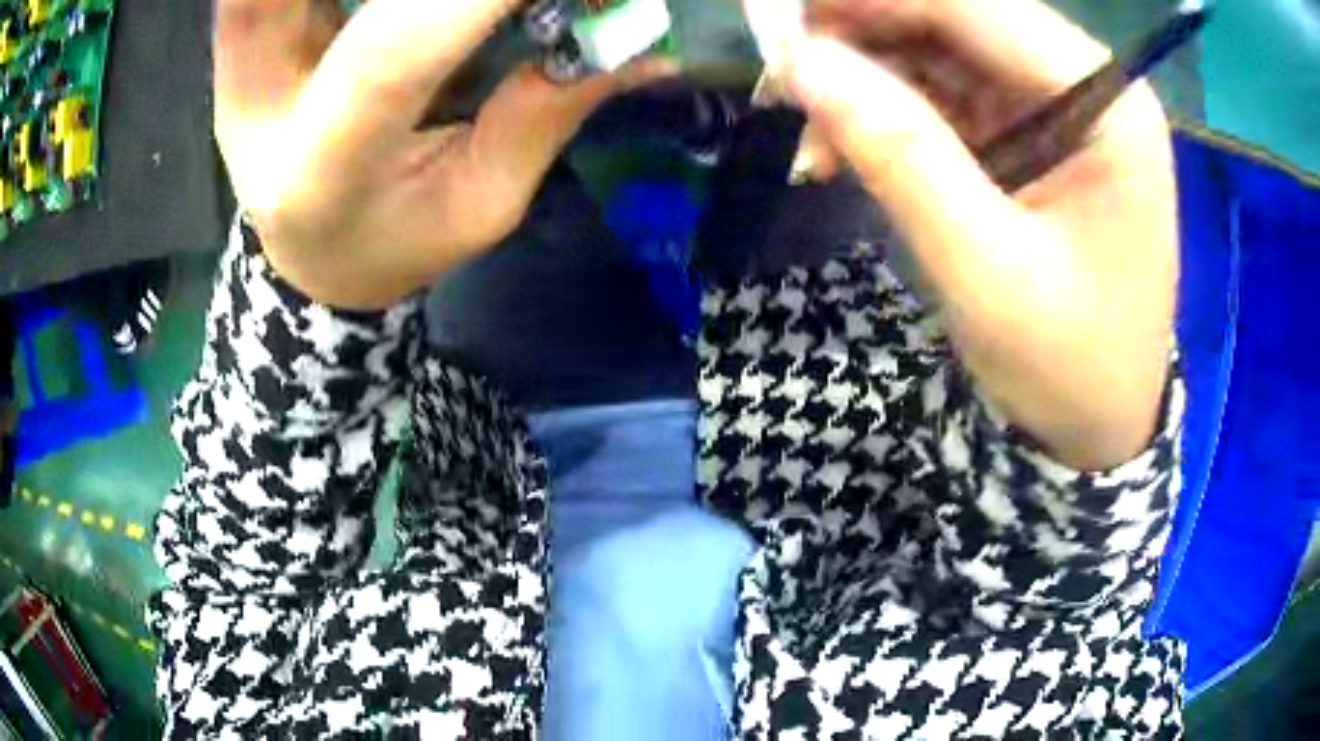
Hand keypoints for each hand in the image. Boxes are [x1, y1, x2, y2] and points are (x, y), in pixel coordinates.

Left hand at [215, 0, 673, 308]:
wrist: (302, 251)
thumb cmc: (391, 242)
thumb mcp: (480, 205)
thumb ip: (544, 113)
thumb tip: (642, 41)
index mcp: (318, 174)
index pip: (392, 56)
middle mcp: (256, 106)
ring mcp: (238, 62)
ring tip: (453, 8)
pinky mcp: (242, 35)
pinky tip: (399, 3)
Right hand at [785, 0, 1177, 469]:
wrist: (1096, 429)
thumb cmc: (1066, 367)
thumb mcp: (985, 269)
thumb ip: (899, 153)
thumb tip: (799, 63)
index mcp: (1106, 104)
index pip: (976, 7)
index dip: (871, 1)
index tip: (779, 16)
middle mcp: (1088, 86)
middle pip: (958, 19)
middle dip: (864, 36)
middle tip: (783, 69)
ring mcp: (1061, 107)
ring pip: (944, 52)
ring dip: (869, 79)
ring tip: (807, 129)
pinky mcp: (1034, 134)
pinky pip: (948, 95)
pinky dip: (890, 113)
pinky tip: (845, 149)